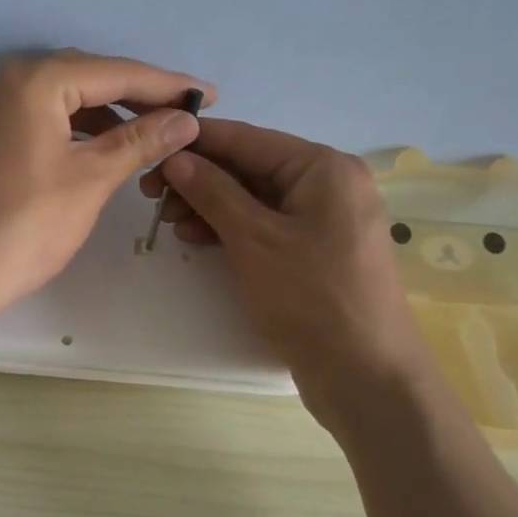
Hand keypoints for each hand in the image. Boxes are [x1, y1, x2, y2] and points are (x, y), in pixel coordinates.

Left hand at [0, 51, 212, 323]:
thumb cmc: (28, 223)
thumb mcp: (92, 177)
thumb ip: (141, 140)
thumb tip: (185, 119)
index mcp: (36, 81)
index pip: (114, 72)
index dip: (166, 83)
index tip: (209, 93)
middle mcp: (11, 82)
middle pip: (89, 76)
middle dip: (139, 93)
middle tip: (184, 111)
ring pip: (66, 97)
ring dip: (110, 110)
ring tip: (153, 129)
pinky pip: (46, 117)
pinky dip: (80, 126)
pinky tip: (106, 144)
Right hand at [143, 121, 434, 432]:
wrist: (367, 378)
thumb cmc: (310, 297)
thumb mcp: (253, 239)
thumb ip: (212, 191)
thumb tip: (176, 158)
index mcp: (323, 167)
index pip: (248, 138)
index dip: (196, 142)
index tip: (150, 148)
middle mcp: (329, 184)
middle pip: (250, 167)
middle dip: (200, 179)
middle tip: (150, 194)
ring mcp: (324, 219)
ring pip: (254, 198)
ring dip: (210, 205)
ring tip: (168, 222)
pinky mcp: (316, 251)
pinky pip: (266, 225)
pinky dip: (231, 229)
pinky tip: (196, 239)